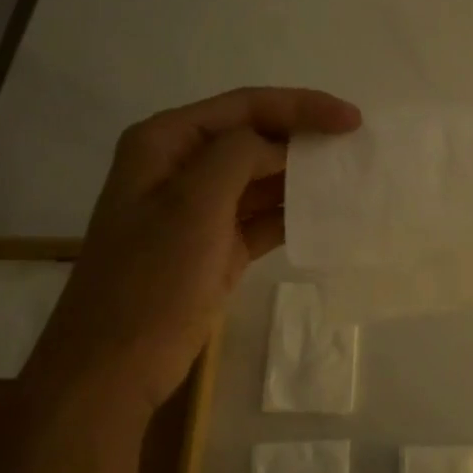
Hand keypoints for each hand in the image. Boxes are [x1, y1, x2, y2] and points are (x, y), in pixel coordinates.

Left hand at [25, 87, 361, 405]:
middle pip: (255, 137)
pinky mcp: (217, 245)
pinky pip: (263, 217)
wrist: (115, 366)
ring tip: (351, 176)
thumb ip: (239, 155)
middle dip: (304, 138)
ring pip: (262, 177)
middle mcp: (182, 166)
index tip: (351, 119)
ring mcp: (199, 208)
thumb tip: (279, 145)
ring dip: (303, 176)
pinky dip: (294, 214)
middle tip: (357, 145)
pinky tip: (330, 215)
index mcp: (165, 141)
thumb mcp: (193, 203)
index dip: (301, 106)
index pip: (244, 106)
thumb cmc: (151, 277)